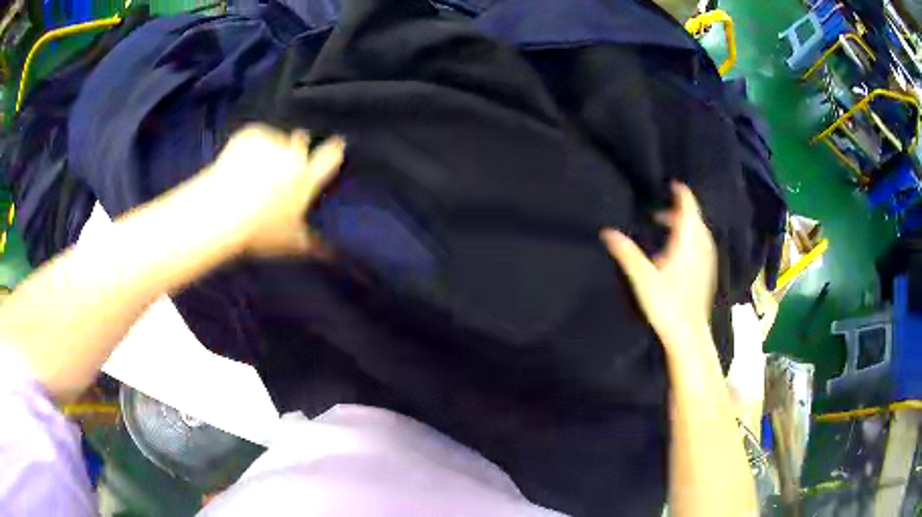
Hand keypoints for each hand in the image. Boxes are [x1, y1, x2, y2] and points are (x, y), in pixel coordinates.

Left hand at [197, 124, 344, 256]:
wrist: (223, 212)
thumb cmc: (258, 231)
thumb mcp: (289, 242)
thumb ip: (312, 243)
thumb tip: (329, 253)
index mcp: (306, 180)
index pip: (329, 158)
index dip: (335, 149)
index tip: (339, 142)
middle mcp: (294, 156)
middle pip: (301, 141)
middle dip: (296, 145)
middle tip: (283, 158)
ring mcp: (273, 143)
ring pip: (275, 141)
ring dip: (268, 151)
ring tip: (250, 173)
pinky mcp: (253, 134)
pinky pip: (254, 136)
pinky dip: (248, 145)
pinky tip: (238, 163)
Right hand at [601, 183, 716, 347]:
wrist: (688, 333)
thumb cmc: (666, 303)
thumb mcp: (642, 277)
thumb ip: (626, 252)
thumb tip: (607, 232)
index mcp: (687, 242)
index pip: (688, 208)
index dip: (681, 194)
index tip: (673, 184)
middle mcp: (701, 247)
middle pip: (695, 219)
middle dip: (680, 211)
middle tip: (660, 214)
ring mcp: (707, 260)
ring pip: (700, 233)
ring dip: (687, 226)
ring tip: (668, 231)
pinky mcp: (708, 273)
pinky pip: (702, 245)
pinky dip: (692, 240)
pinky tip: (680, 253)